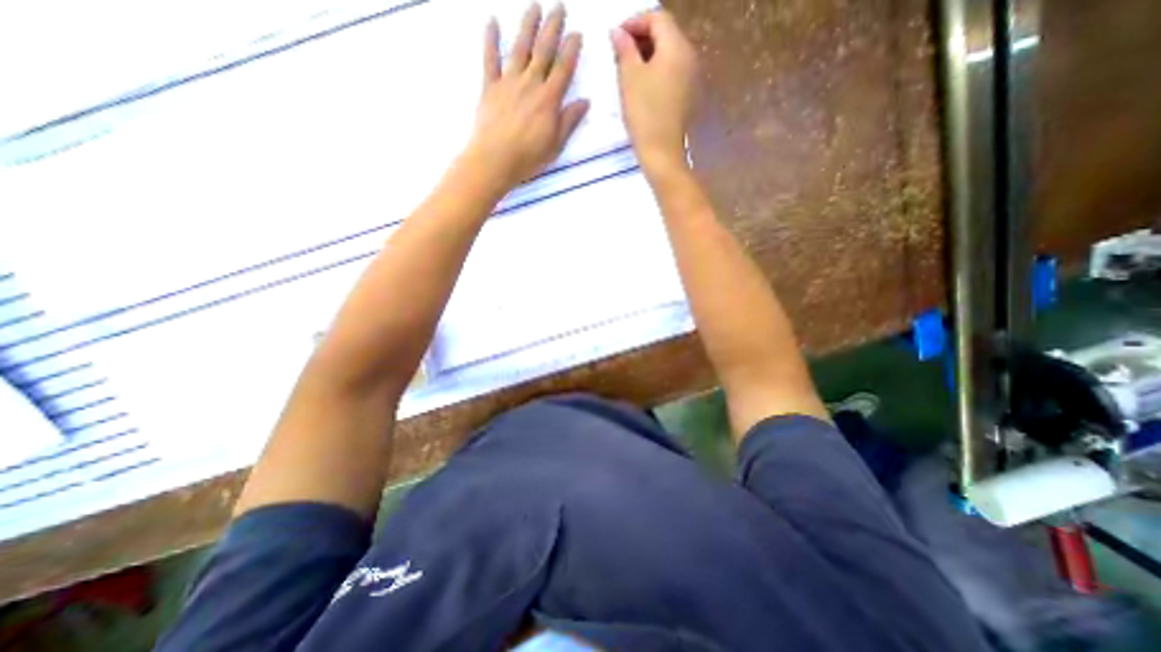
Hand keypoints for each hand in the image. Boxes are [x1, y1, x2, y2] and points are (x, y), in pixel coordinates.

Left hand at [466, 2, 590, 190]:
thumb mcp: (555, 145)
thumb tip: (585, 102)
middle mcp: (530, 83)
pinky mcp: (489, 87)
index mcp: (549, 99)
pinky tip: (492, 21)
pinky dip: (490, 39)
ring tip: (535, 5)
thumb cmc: (528, 158)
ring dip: (528, 25)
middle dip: (553, 26)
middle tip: (559, 6)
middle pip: (543, 50)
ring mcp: (508, 82)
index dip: (571, 49)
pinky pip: (490, 59)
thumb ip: (569, 121)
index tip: (577, 33)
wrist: (494, 160)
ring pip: (520, 47)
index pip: (563, 68)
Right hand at [609, 12, 698, 174]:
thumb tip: (618, 32)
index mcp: (677, 47)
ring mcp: (691, 78)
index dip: (635, 22)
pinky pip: (672, 73)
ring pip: (669, 55)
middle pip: (665, 35)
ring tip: (627, 70)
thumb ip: (624, 49)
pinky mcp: (687, 96)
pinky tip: (642, 86)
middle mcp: (689, 57)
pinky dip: (656, 71)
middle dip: (641, 38)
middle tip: (619, 53)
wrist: (661, 152)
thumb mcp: (629, 78)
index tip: (615, 36)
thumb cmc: (644, 114)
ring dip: (648, 56)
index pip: (657, 18)